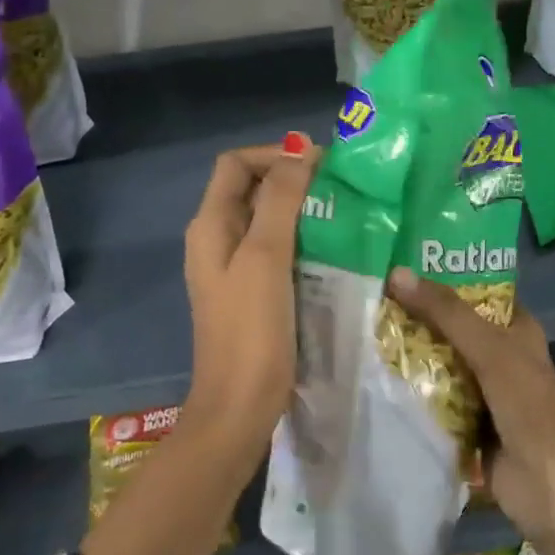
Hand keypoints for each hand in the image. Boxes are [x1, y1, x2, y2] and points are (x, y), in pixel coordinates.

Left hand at [183, 136, 320, 435]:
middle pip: (251, 188)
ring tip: (343, 213)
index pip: (237, 164)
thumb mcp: (266, 256)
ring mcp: (234, 267)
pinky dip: (301, 239)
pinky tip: (333, 248)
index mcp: (210, 225)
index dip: (275, 154)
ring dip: (301, 209)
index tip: (320, 163)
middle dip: (293, 179)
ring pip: (267, 219)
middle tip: (340, 187)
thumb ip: (281, 200)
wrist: (240, 407)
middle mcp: (217, 239)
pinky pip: (276, 249)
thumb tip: (299, 146)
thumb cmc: (251, 330)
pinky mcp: (253, 291)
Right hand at [385, 268, 554, 554]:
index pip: (475, 292)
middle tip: (370, 296)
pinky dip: (411, 388)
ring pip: (440, 361)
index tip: (398, 264)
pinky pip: (433, 396)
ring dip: (410, 352)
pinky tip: (375, 372)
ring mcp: (482, 389)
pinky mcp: (465, 421)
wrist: (548, 487)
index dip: (442, 277)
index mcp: (516, 329)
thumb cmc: (528, 407)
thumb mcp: (490, 350)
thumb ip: (446, 313)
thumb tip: (396, 273)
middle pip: (452, 327)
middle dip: (417, 315)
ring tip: (362, 326)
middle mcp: (499, 354)